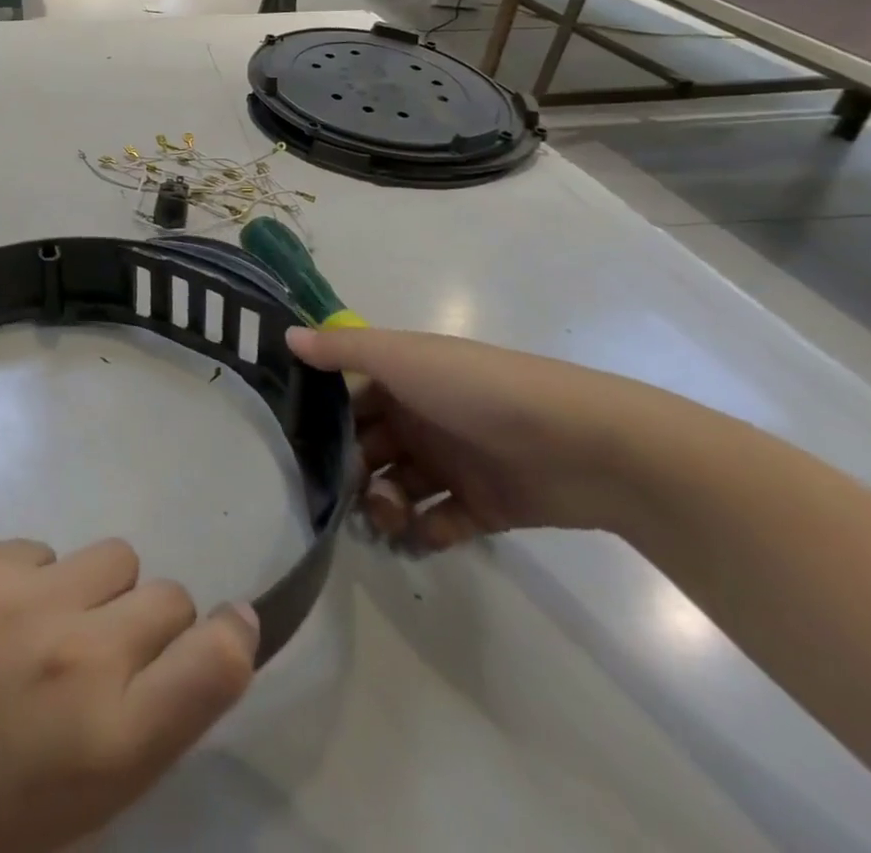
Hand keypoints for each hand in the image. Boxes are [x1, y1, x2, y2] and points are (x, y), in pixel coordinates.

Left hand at [0, 539, 258, 852]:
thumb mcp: (74, 811)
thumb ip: (131, 732)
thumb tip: (167, 664)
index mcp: (111, 742)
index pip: (214, 665)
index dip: (235, 637)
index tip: (235, 624)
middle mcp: (81, 656)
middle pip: (169, 595)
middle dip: (155, 621)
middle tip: (115, 649)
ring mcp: (28, 597)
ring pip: (114, 554)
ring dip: (100, 588)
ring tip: (54, 623)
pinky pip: (45, 548)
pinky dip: (37, 576)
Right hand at [286, 326, 666, 552]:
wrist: (585, 444)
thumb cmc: (478, 390)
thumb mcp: (402, 358)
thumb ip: (342, 350)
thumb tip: (285, 334)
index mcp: (404, 380)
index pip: (350, 401)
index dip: (325, 422)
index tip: (297, 448)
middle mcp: (423, 419)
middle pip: (370, 448)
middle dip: (351, 472)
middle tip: (342, 495)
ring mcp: (455, 463)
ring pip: (400, 488)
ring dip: (385, 506)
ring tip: (387, 521)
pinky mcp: (485, 506)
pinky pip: (442, 523)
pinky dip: (427, 533)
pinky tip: (421, 537)